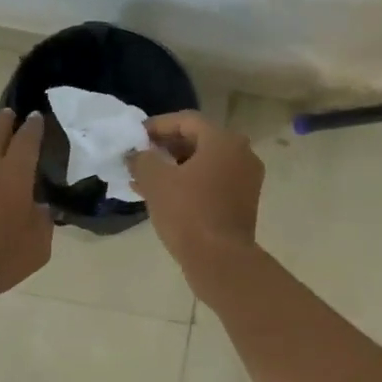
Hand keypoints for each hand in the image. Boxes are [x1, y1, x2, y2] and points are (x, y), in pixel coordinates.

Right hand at [126, 110, 263, 272]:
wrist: (220, 260)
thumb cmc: (188, 213)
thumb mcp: (156, 181)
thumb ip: (142, 159)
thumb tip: (136, 153)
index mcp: (224, 140)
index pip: (186, 120)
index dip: (157, 126)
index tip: (135, 137)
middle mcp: (241, 154)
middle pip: (198, 141)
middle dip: (165, 148)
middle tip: (139, 157)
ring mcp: (246, 180)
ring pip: (204, 164)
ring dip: (174, 168)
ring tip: (144, 179)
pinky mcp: (243, 202)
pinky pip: (212, 183)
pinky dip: (188, 184)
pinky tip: (162, 196)